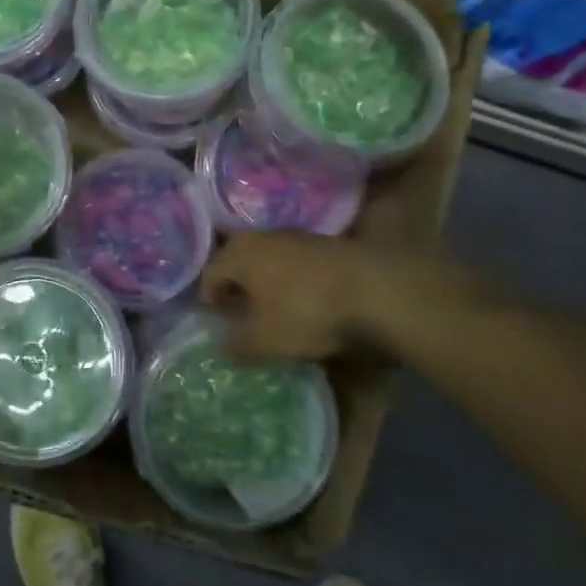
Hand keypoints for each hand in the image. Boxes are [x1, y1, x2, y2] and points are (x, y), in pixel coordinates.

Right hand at [200, 231, 475, 364]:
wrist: (376, 291)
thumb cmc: (306, 311)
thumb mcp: (265, 340)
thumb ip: (237, 345)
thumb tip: (224, 347)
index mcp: (238, 253)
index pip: (209, 277)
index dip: (210, 305)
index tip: (218, 328)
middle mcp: (262, 237)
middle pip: (239, 267)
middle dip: (238, 294)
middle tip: (243, 322)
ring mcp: (297, 238)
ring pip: (269, 265)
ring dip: (267, 288)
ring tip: (276, 316)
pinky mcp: (327, 246)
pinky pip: (297, 267)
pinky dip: (294, 286)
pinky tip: (307, 307)